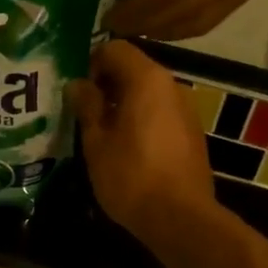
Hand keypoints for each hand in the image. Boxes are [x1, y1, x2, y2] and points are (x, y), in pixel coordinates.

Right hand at [69, 40, 215, 245]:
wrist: (181, 219)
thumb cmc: (131, 176)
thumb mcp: (97, 142)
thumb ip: (87, 106)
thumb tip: (77, 84)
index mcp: (147, 79)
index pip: (115, 48)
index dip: (90, 62)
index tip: (75, 90)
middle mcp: (172, 86)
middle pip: (134, 68)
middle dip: (106, 84)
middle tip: (82, 110)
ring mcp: (186, 109)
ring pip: (148, 92)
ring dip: (123, 103)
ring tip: (100, 131)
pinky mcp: (192, 133)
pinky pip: (160, 112)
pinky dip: (141, 119)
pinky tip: (125, 147)